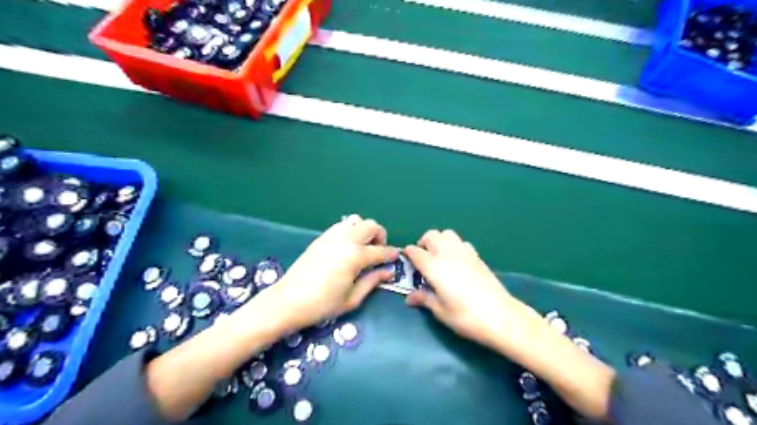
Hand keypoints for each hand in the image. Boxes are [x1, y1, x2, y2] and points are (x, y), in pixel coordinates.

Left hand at [261, 216, 398, 332]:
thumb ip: (372, 281)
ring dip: (364, 230)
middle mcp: (346, 240)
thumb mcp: (352, 298)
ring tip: (363, 248)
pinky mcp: (321, 237)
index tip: (396, 258)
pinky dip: (351, 231)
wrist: (287, 301)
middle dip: (380, 236)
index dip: (391, 254)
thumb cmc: (322, 304)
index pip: (381, 250)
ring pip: (356, 221)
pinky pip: (342, 225)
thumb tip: (388, 272)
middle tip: (378, 252)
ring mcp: (332, 236)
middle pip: (371, 225)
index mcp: (356, 256)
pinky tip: (347, 247)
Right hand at [405, 230, 527, 349]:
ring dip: (439, 241)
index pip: (414, 251)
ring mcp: (464, 251)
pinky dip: (454, 245)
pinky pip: (461, 241)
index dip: (408, 255)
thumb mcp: (440, 311)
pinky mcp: (477, 255)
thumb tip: (410, 298)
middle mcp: (447, 253)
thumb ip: (424, 299)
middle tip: (422, 260)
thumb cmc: (466, 316)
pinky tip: (456, 261)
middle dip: (423, 243)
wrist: (501, 316)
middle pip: (431, 235)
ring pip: (447, 234)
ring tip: (438, 258)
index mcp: (433, 266)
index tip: (407, 263)